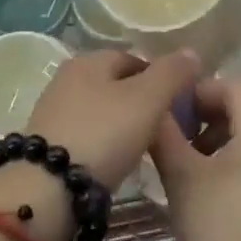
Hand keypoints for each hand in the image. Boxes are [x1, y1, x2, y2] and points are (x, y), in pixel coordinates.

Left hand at [0, 50, 203, 240]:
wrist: (49, 188)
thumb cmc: (103, 134)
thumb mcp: (147, 99)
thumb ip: (171, 74)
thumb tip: (191, 52)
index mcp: (88, 60)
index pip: (133, 58)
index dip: (160, 77)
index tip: (180, 104)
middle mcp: (66, 80)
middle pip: (116, 85)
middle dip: (142, 103)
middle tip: (167, 128)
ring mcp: (54, 112)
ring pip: (102, 111)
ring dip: (123, 125)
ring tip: (146, 148)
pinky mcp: (49, 144)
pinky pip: (88, 136)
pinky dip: (106, 144)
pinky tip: (118, 162)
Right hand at [151, 75, 240, 240]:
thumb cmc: (217, 233)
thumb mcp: (181, 178)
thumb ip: (164, 133)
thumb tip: (153, 106)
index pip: (235, 85)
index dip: (201, 91)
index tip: (174, 113)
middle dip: (219, 101)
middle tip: (189, 124)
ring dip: (233, 119)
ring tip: (199, 149)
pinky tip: (220, 169)